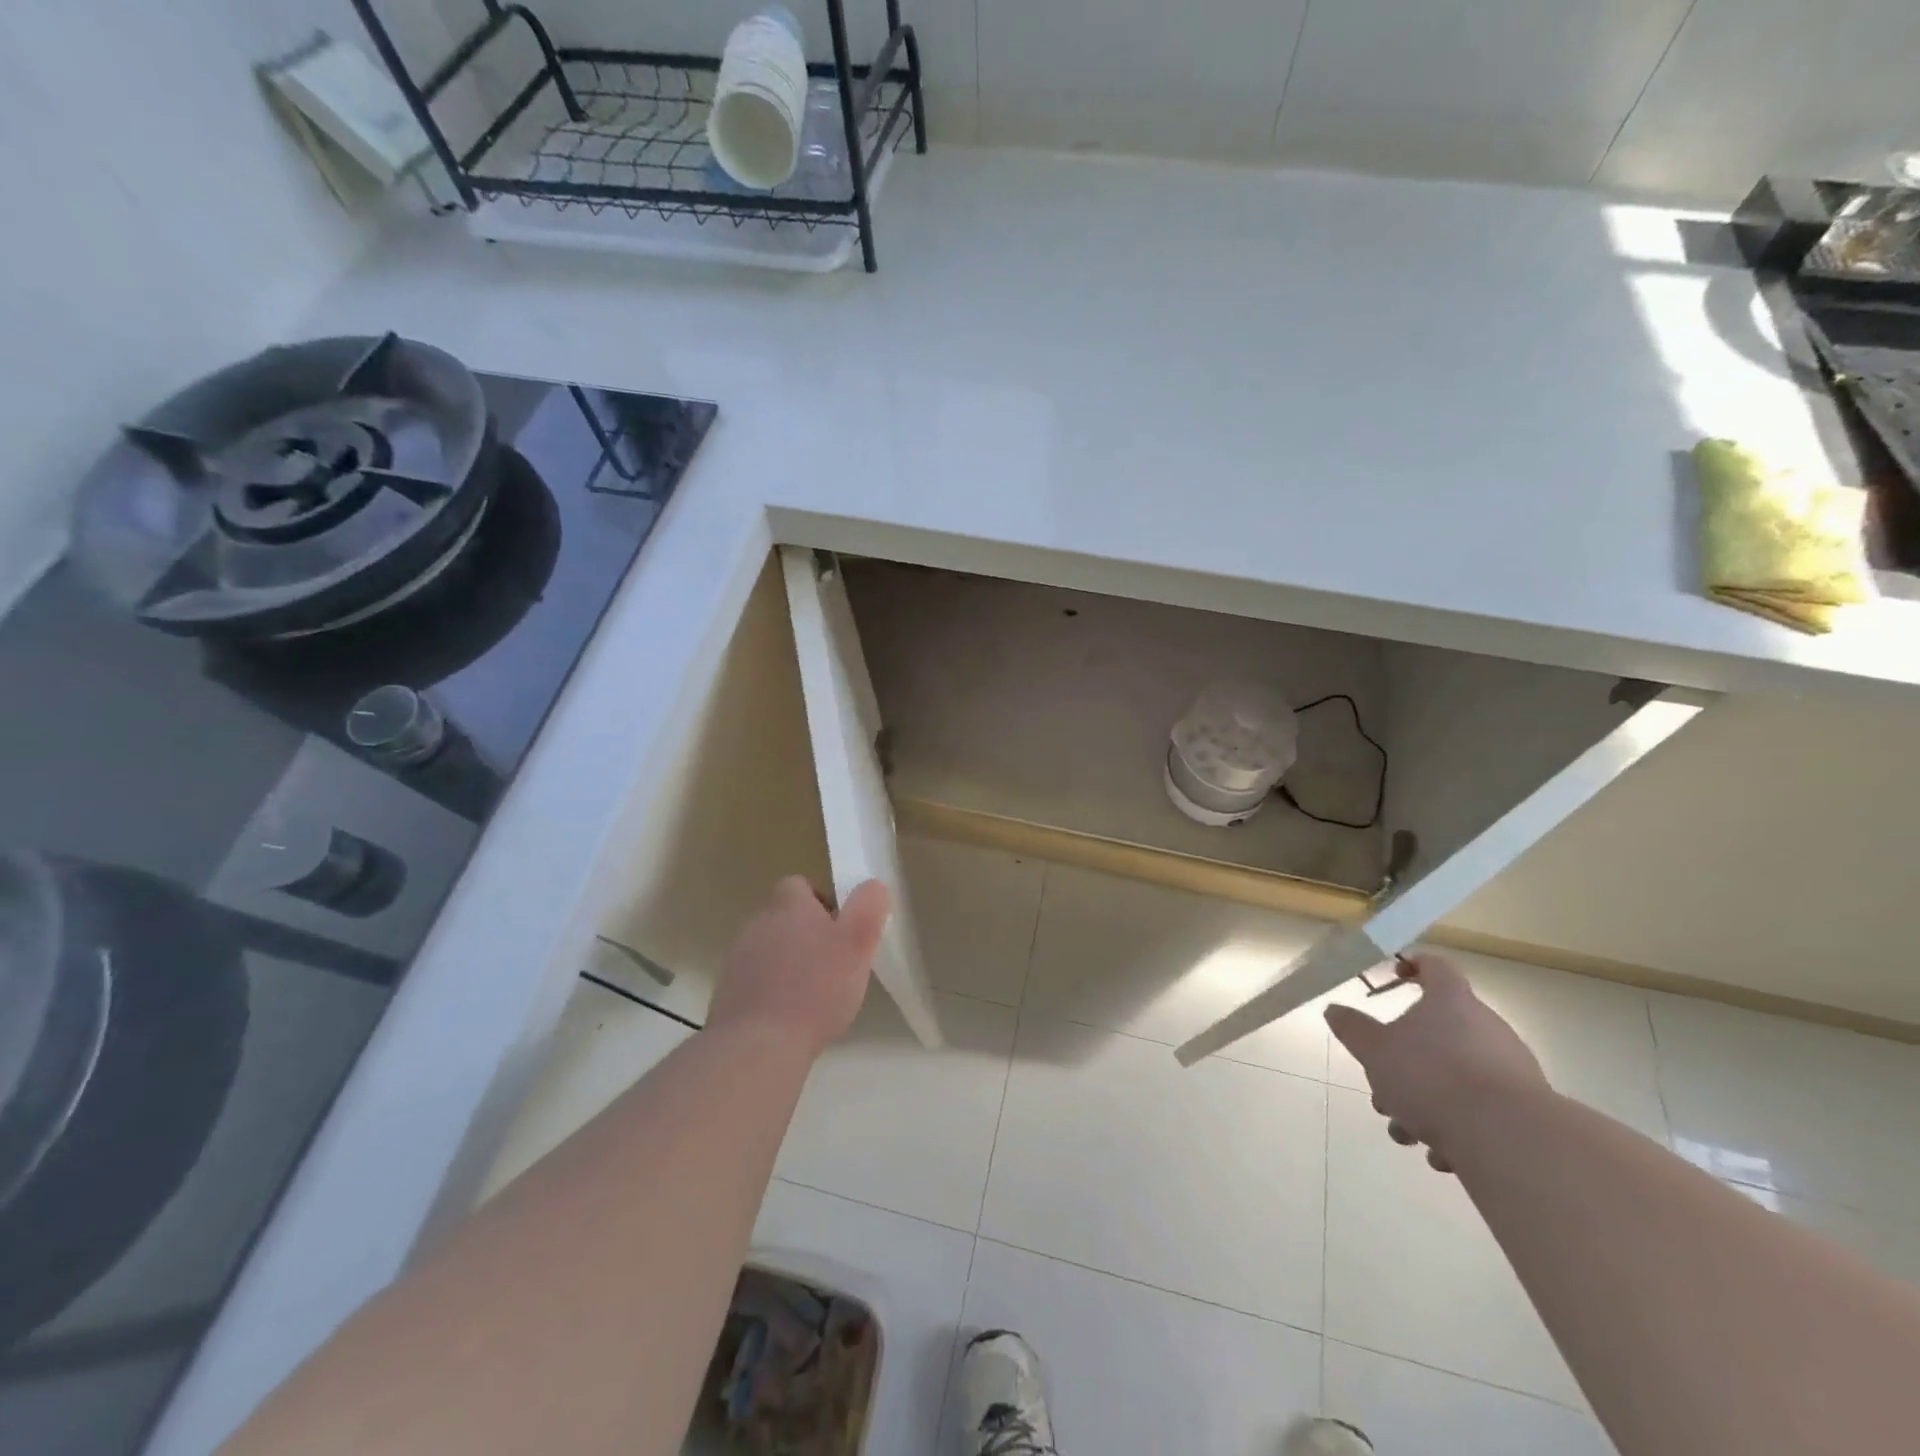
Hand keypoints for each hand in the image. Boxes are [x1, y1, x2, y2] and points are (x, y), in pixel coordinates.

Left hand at [707, 875, 891, 1058]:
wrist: (758, 1045)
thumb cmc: (815, 988)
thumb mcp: (858, 943)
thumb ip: (868, 908)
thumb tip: (873, 886)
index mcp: (787, 905)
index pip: (799, 885)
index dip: (822, 902)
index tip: (841, 929)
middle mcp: (757, 923)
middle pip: (785, 918)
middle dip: (808, 935)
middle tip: (835, 964)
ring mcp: (737, 959)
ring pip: (770, 950)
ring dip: (789, 964)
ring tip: (814, 995)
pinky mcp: (727, 992)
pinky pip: (755, 982)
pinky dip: (772, 992)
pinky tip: (790, 1018)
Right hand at [1324, 953, 1548, 1171]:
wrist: (1509, 1140)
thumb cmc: (1432, 1078)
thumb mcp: (1375, 1051)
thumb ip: (1353, 1029)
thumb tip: (1334, 1010)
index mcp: (1451, 1002)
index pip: (1435, 966)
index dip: (1413, 965)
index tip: (1394, 976)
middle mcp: (1486, 1027)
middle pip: (1436, 1032)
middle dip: (1402, 1061)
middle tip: (1381, 1085)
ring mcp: (1509, 1069)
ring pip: (1453, 1075)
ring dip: (1423, 1100)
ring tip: (1405, 1131)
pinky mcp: (1524, 1110)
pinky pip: (1478, 1109)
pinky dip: (1455, 1125)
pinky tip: (1440, 1153)